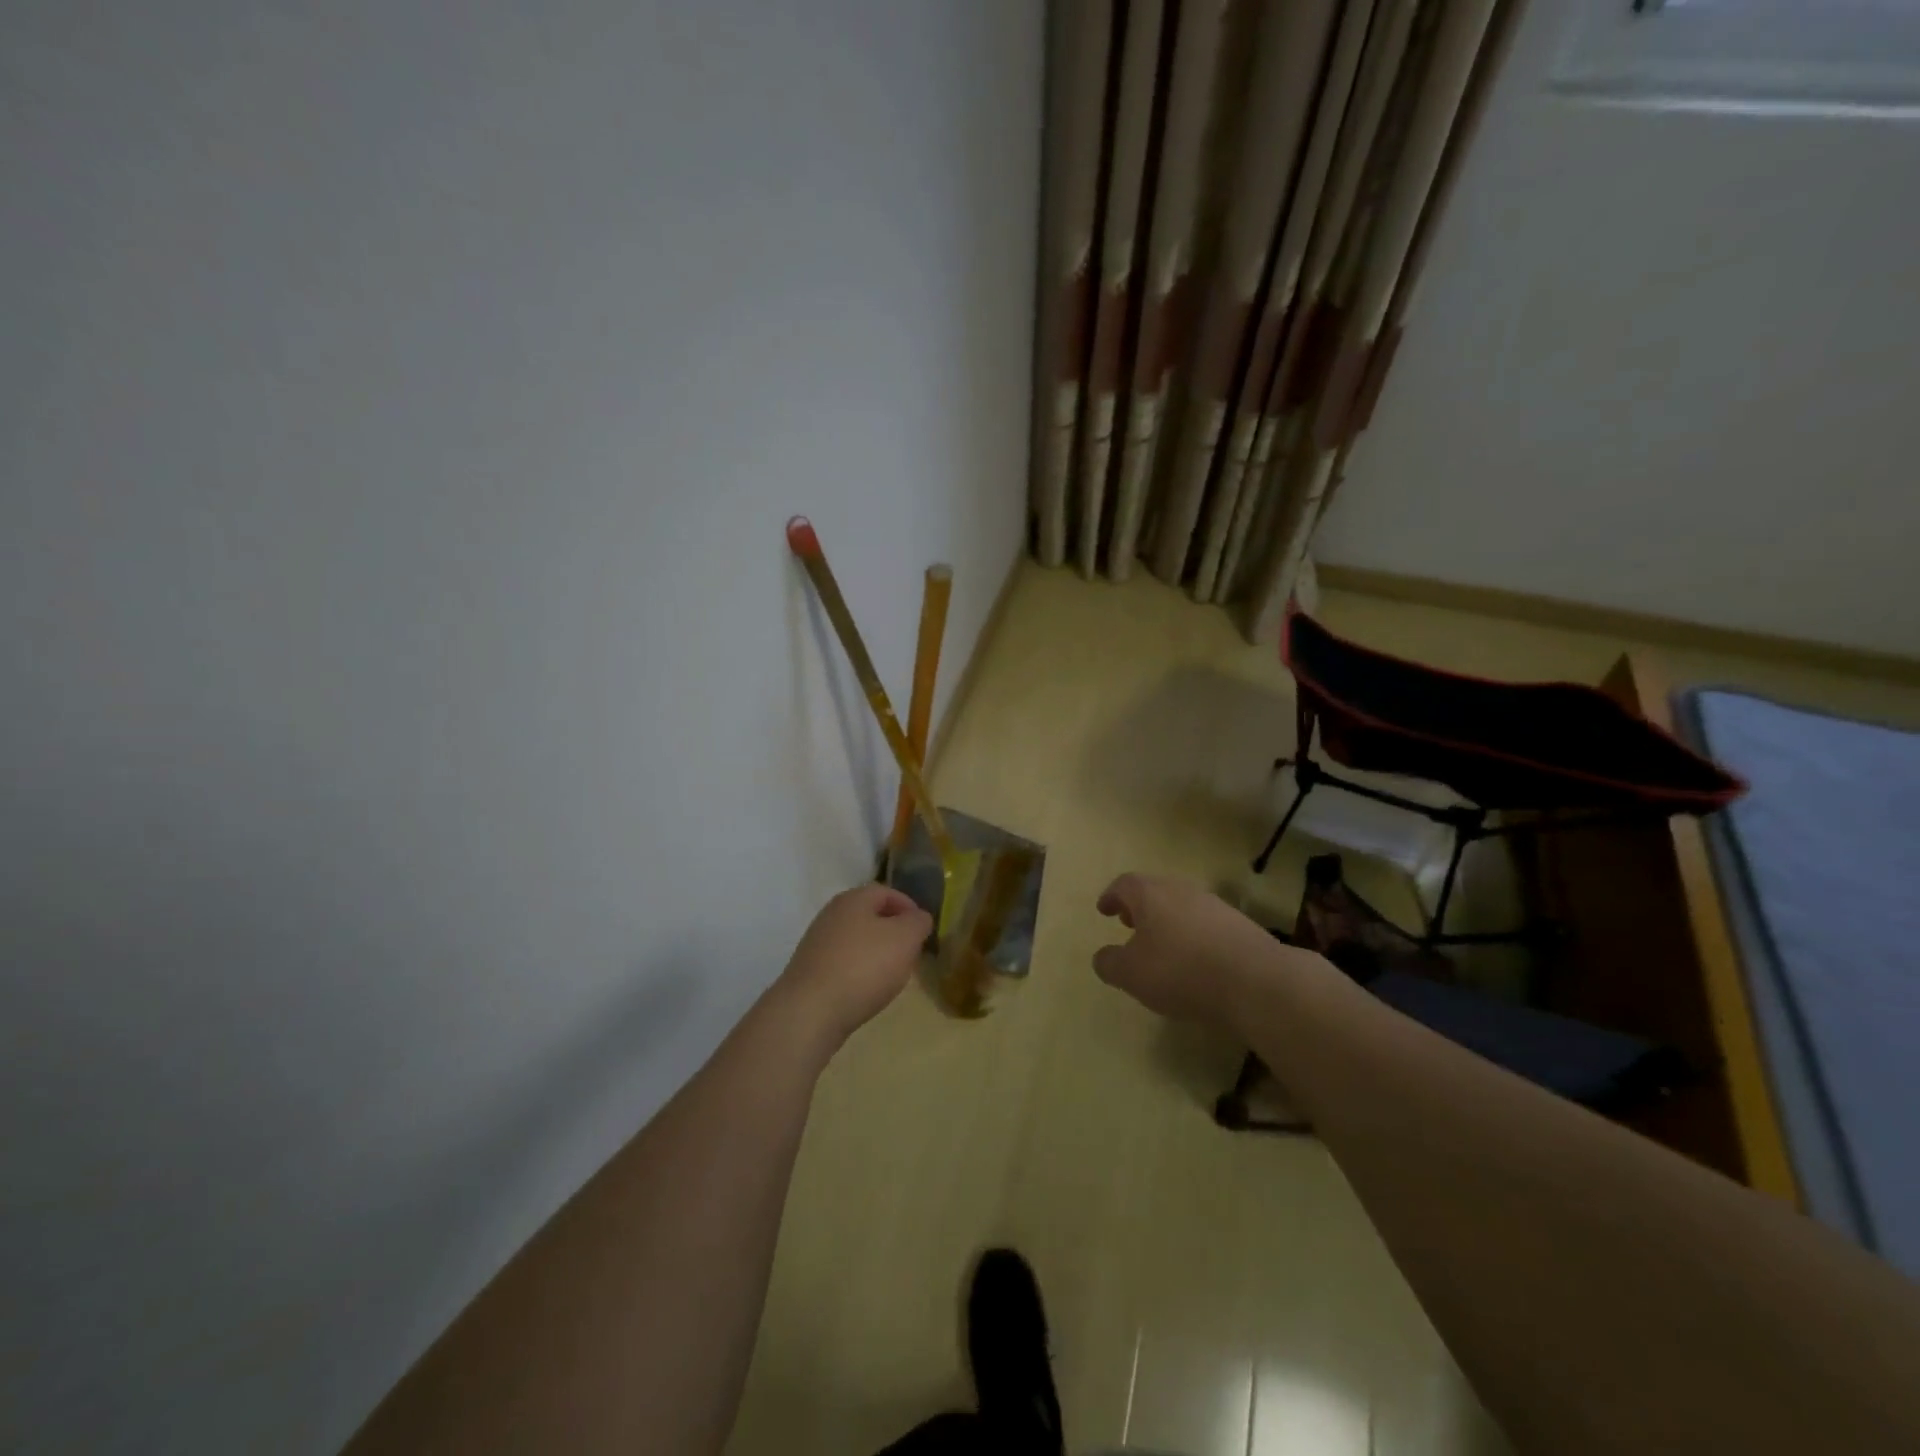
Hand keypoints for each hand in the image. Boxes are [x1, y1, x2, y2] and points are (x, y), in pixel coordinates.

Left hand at [774, 883, 932, 1046]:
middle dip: (893, 931)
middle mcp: (831, 915)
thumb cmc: (864, 966)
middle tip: (911, 951)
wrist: (810, 1011)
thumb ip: (918, 922)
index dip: (908, 906)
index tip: (924, 929)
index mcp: (853, 899)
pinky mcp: (811, 971)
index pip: (886, 891)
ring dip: (877, 952)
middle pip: (869, 915)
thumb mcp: (905, 938)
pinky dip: (860, 971)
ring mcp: (817, 944)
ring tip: (893, 974)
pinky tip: (868, 990)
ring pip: (856, 940)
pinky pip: (843, 963)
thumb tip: (918, 917)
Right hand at [1092, 874, 1282, 1027]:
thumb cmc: (1180, 971)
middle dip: (1140, 907)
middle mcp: (1181, 890)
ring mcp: (1214, 905)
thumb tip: (1102, 956)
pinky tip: (1194, 961)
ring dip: (1167, 921)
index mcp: (1150, 894)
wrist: (1255, 981)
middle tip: (1129, 924)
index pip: (1124, 884)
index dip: (1111, 896)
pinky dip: (1192, 936)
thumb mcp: (1131, 974)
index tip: (1104, 910)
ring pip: (1182, 906)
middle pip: (1155, 891)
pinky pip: (1206, 924)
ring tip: (1161, 946)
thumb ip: (1110, 963)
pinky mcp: (1240, 925)